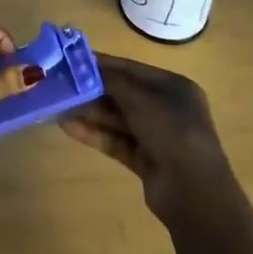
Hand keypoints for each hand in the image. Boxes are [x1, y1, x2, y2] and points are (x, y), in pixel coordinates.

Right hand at [58, 53, 232, 222]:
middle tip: (59, 83)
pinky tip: (67, 127)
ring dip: (88, 112)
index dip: (101, 64)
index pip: (130, 69)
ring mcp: (156, 136)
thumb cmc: (173, 132)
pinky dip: (94, 133)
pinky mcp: (145, 160)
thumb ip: (111, 81)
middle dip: (91, 89)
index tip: (71, 59)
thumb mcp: (141, 99)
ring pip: (116, 118)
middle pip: (121, 93)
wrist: (195, 194)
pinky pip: (115, 140)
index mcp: (173, 87)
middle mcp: (165, 108)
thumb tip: (83, 65)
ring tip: (57, 105)